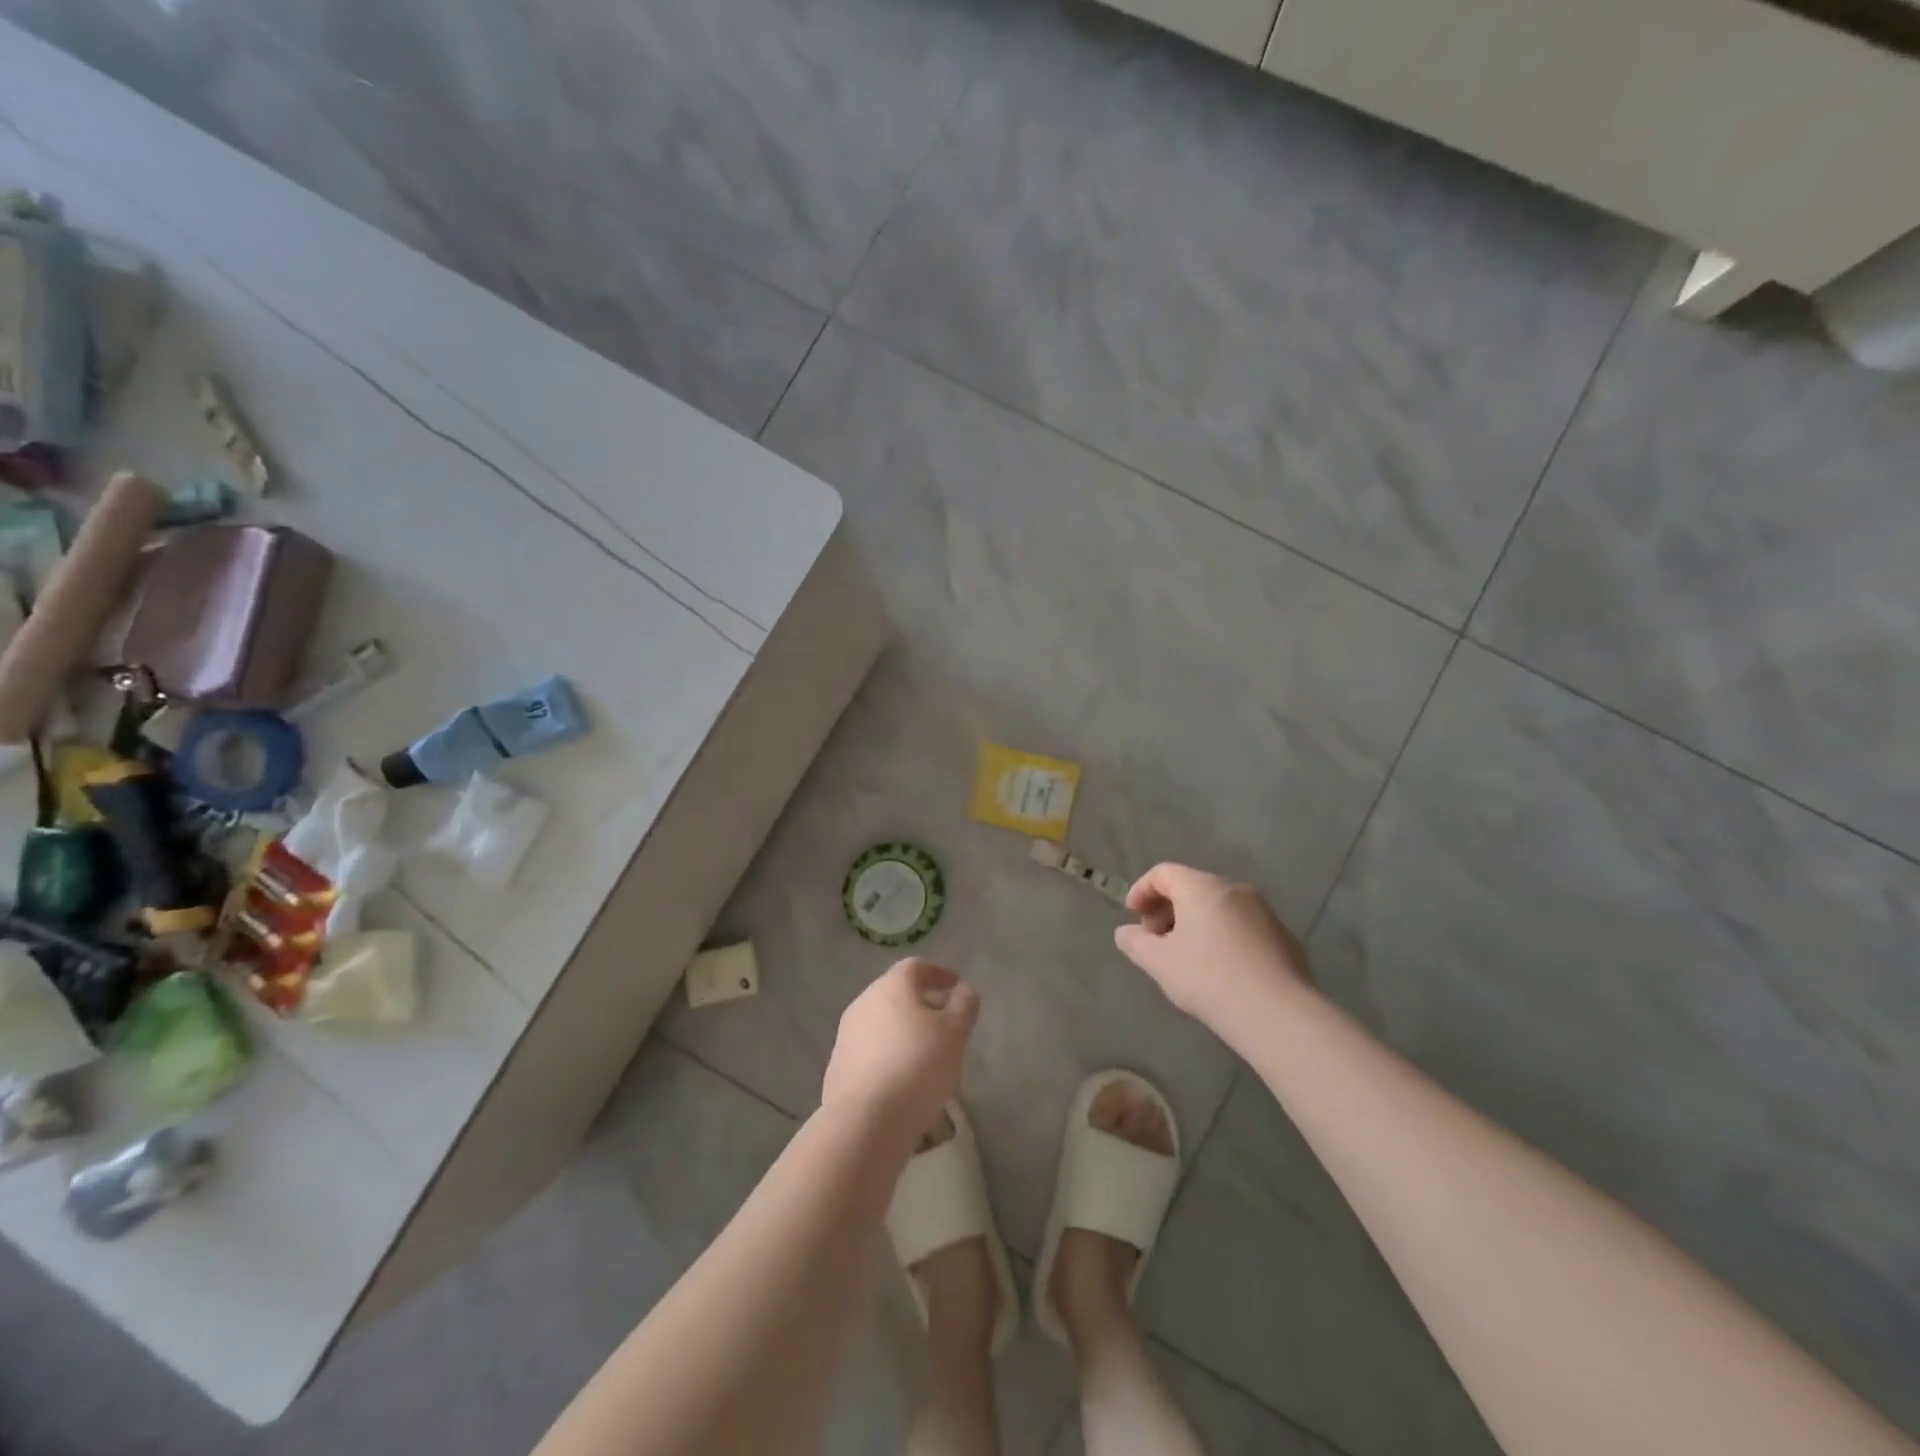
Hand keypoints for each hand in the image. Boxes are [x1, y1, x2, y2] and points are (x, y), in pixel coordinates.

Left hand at [822, 958, 978, 1142]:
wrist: (865, 1121)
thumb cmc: (918, 1066)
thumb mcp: (955, 1033)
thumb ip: (964, 1006)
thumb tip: (962, 991)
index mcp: (891, 986)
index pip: (916, 967)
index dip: (938, 973)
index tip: (956, 985)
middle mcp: (864, 1002)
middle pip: (896, 992)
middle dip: (921, 1002)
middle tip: (944, 1019)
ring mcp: (847, 1034)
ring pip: (882, 1022)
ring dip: (904, 1029)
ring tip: (926, 1052)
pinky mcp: (838, 1066)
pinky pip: (870, 1049)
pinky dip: (889, 1053)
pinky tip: (902, 1076)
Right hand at [1114, 863, 1312, 1030]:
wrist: (1277, 1013)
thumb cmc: (1208, 978)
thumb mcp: (1159, 962)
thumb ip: (1135, 942)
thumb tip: (1125, 933)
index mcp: (1201, 887)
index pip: (1163, 873)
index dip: (1141, 890)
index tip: (1132, 916)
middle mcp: (1234, 889)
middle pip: (1192, 887)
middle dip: (1167, 909)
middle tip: (1155, 939)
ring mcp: (1264, 911)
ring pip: (1219, 907)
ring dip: (1195, 923)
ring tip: (1185, 956)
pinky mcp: (1283, 936)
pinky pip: (1241, 926)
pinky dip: (1222, 936)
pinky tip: (1219, 970)